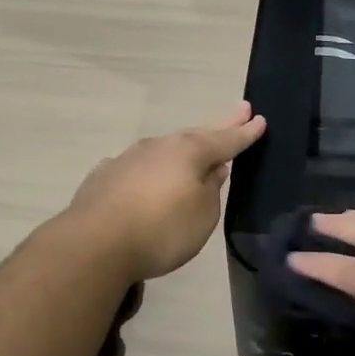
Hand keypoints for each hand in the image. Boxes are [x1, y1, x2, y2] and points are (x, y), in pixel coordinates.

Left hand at [65, 102, 267, 280]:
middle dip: (219, 125)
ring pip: (164, 148)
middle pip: (195, 135)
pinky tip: (146, 173)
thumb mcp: (203, 215)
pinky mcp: (104, 177)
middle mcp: (158, 147)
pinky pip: (137, 167)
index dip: (244, 133)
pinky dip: (149, 168)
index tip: (260, 119)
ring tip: (196, 146)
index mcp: (188, 152)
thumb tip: (212, 171)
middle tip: (240, 110)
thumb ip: (211, 190)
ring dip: (182, 147)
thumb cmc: (161, 230)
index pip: (225, 140)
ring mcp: (127, 159)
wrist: (94, 244)